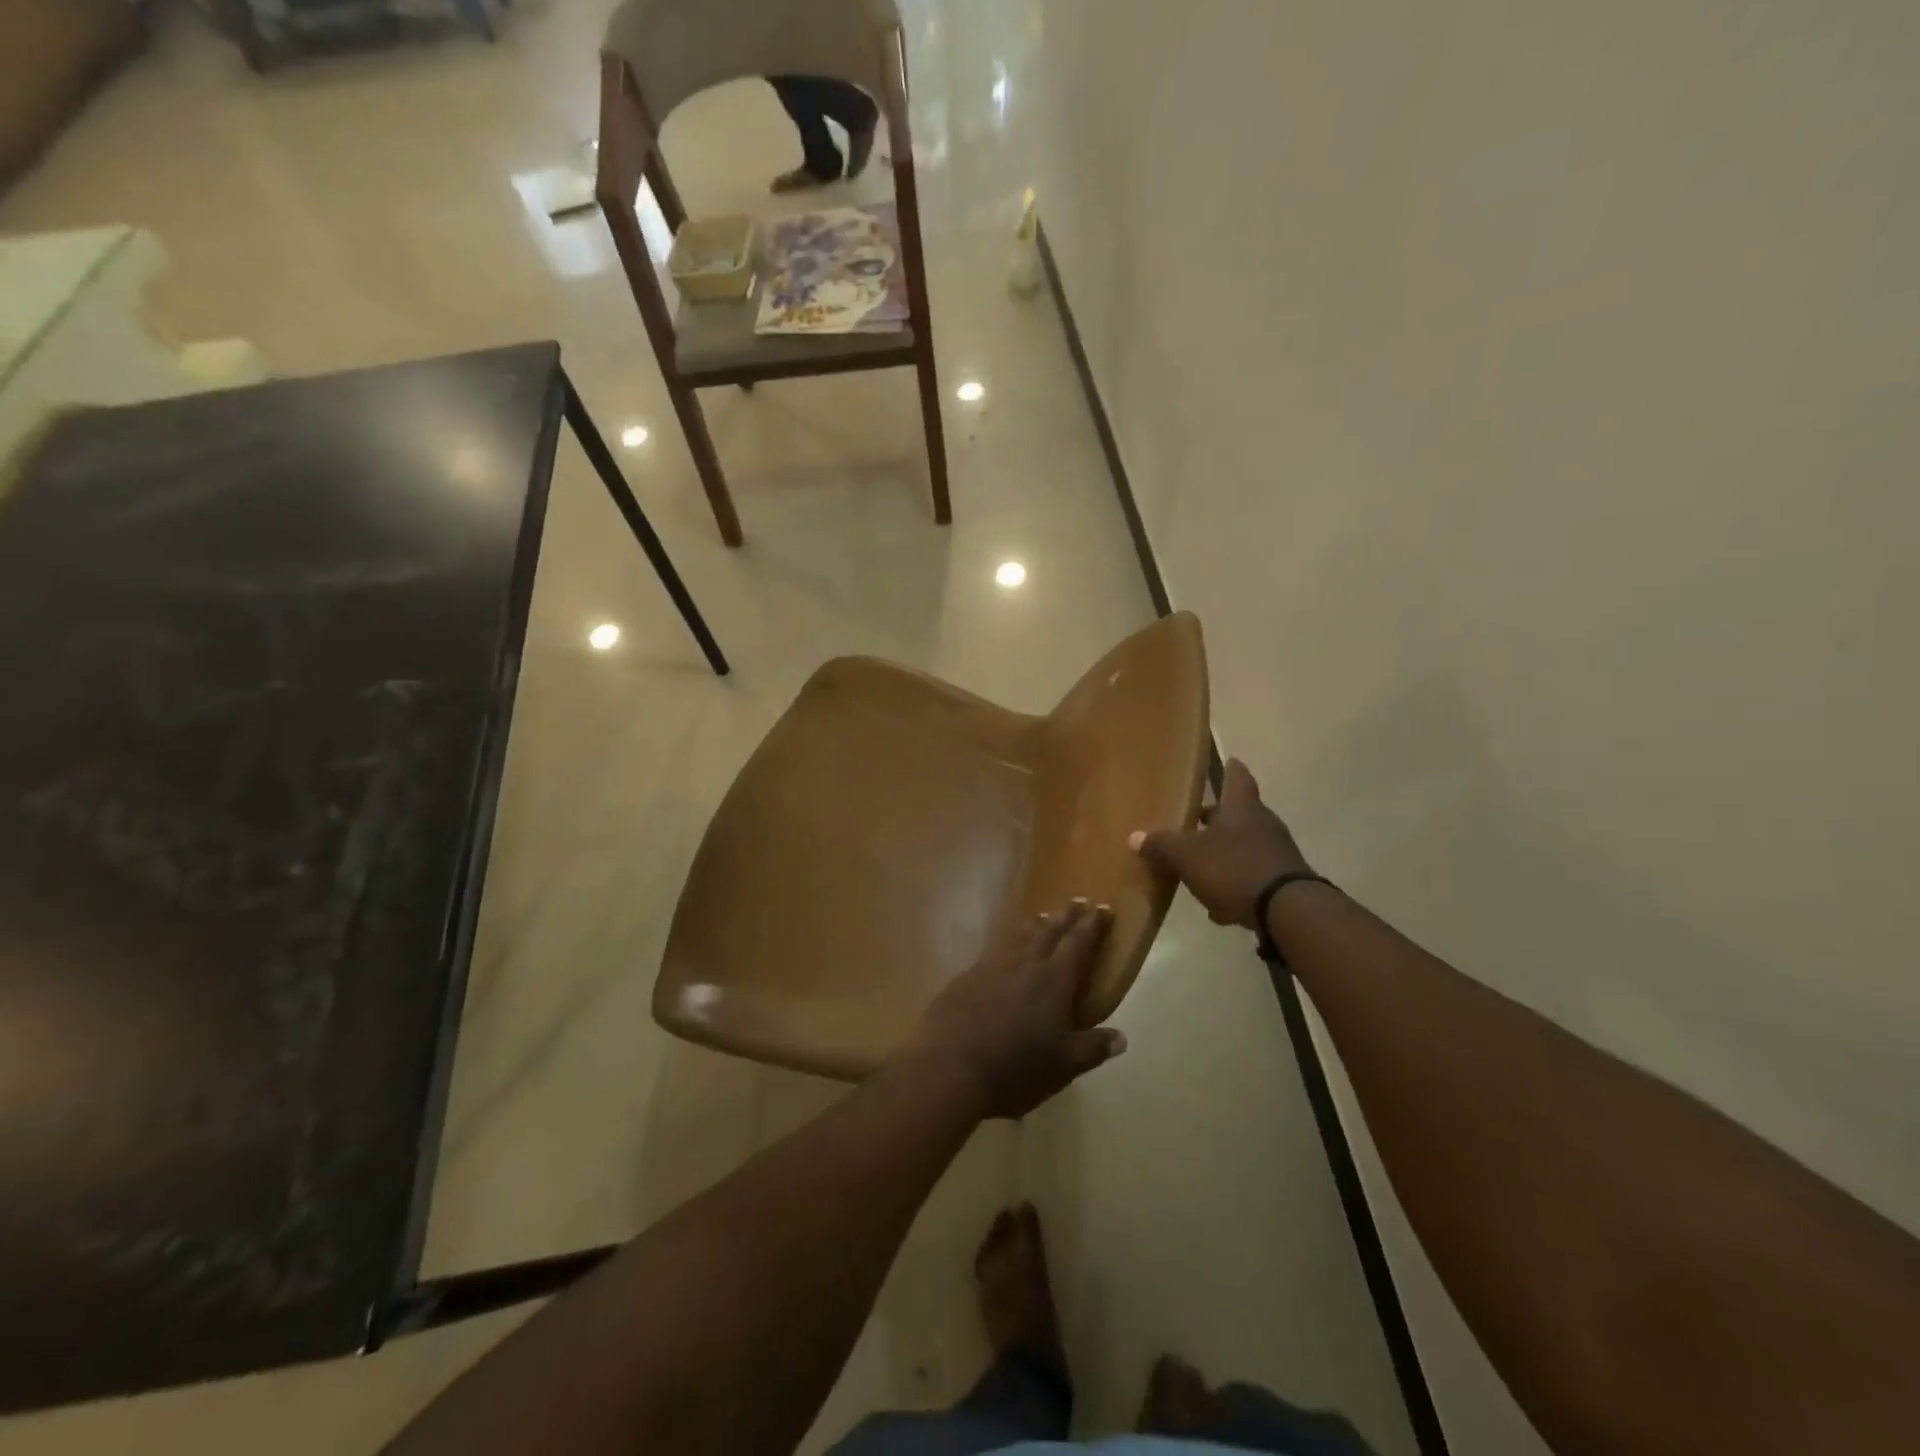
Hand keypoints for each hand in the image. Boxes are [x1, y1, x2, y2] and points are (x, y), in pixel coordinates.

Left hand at [910, 901, 1127, 1119]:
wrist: (949, 1066)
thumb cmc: (1014, 1068)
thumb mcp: (1062, 1066)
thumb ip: (1092, 1048)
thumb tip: (1121, 1037)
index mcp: (1053, 982)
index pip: (1078, 944)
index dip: (1092, 926)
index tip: (1103, 909)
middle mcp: (1025, 965)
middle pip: (1049, 931)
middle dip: (1066, 916)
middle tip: (1077, 901)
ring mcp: (992, 967)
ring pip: (1019, 936)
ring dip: (1035, 925)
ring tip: (1043, 916)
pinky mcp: (967, 977)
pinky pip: (994, 950)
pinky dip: (1007, 943)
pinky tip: (1004, 948)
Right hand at [1130, 758, 1310, 929]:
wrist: (1288, 911)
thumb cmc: (1233, 868)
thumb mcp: (1187, 856)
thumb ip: (1161, 845)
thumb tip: (1134, 836)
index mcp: (1241, 808)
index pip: (1237, 778)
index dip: (1231, 769)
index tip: (1229, 760)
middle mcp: (1263, 824)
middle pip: (1239, 814)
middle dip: (1217, 818)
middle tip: (1195, 819)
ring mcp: (1277, 853)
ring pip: (1244, 845)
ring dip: (1224, 853)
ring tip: (1199, 866)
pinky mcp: (1283, 882)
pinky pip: (1252, 876)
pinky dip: (1235, 883)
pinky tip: (1218, 905)